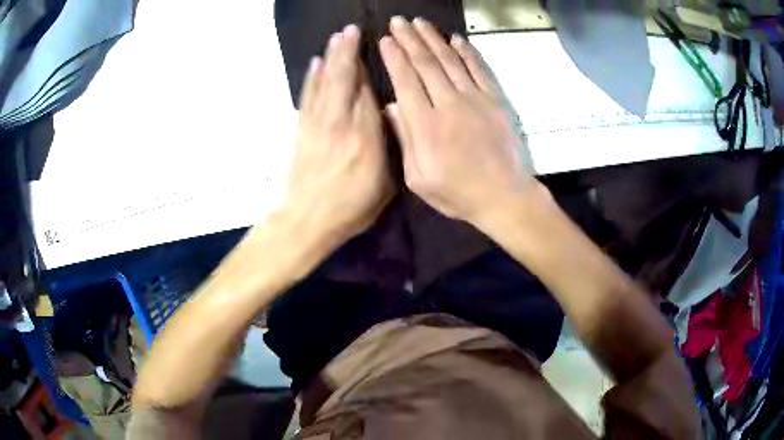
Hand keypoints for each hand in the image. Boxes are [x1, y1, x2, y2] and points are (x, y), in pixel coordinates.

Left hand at [284, 24, 392, 243]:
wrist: (304, 222)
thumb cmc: (349, 209)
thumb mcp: (384, 187)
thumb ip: (389, 150)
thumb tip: (388, 121)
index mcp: (366, 138)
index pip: (369, 93)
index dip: (371, 68)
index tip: (376, 47)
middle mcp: (341, 123)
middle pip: (345, 78)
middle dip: (349, 51)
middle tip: (352, 29)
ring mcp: (317, 124)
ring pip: (326, 81)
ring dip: (332, 57)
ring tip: (337, 37)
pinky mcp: (302, 129)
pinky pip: (308, 96)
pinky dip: (312, 77)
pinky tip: (316, 62)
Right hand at [380, 17, 536, 223]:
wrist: (504, 197)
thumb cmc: (458, 193)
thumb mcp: (419, 179)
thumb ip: (404, 140)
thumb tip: (390, 106)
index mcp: (426, 126)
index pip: (406, 81)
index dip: (394, 57)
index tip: (385, 40)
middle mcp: (449, 104)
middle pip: (426, 64)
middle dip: (409, 39)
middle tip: (398, 21)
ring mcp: (476, 99)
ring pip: (450, 61)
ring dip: (433, 39)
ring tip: (420, 23)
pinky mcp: (496, 100)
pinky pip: (479, 69)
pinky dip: (467, 52)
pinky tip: (456, 39)